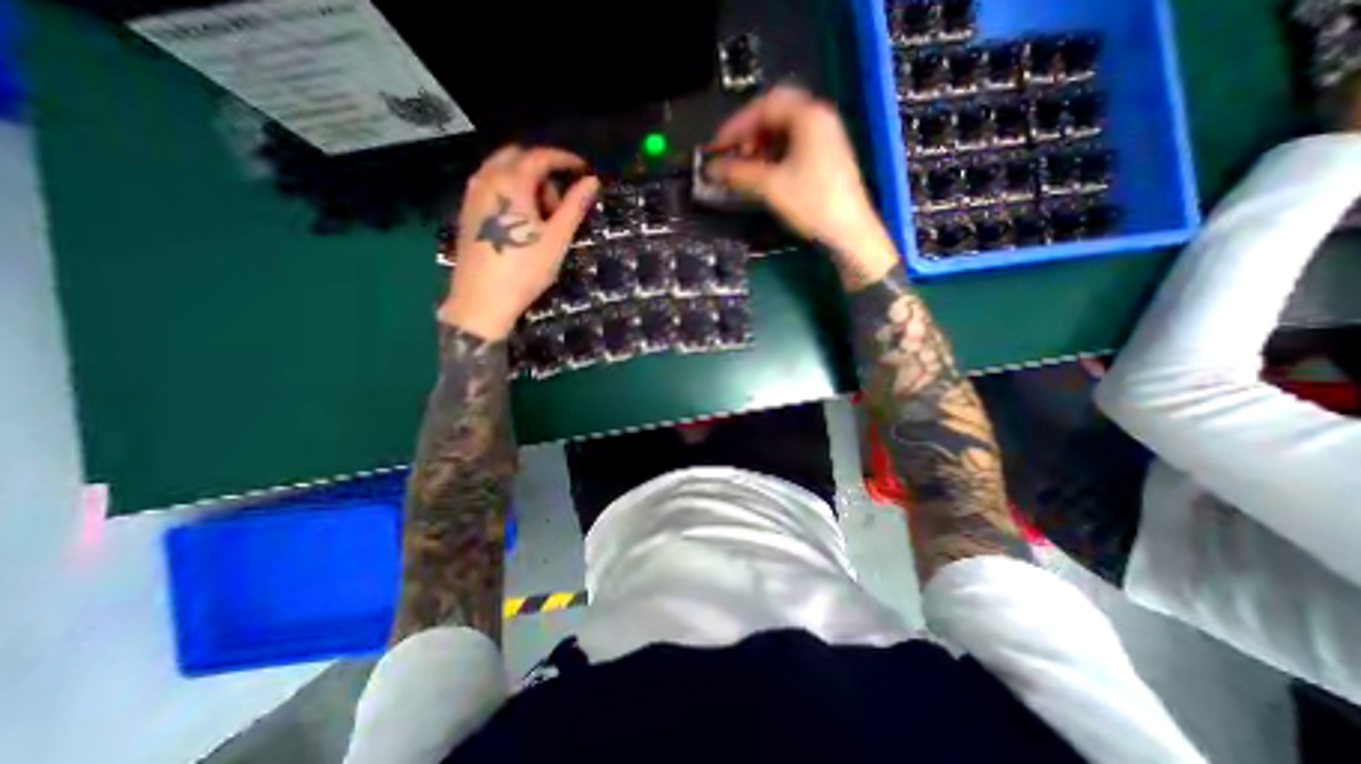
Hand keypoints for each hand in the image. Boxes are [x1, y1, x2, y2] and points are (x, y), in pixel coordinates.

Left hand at [441, 147, 598, 336]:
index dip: (564, 159)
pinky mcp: (467, 211)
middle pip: (518, 158)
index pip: (540, 156)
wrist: (482, 300)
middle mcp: (487, 179)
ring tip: (542, 217)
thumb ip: (574, 206)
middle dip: (543, 171)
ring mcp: (473, 195)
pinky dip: (511, 192)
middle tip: (560, 202)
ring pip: (503, 172)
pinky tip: (522, 222)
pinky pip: (492, 186)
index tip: (583, 169)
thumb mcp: (557, 239)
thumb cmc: (525, 269)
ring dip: (526, 182)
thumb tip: (592, 181)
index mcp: (511, 183)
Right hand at [708, 84, 901, 284]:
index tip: (717, 147)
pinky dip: (775, 155)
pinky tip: (765, 175)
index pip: (764, 106)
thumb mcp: (770, 186)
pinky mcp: (826, 157)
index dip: (736, 125)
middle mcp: (819, 118)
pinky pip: (794, 146)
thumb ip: (738, 173)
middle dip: (749, 133)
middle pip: (775, 114)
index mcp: (808, 115)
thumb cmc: (811, 203)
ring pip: (785, 131)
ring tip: (745, 168)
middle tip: (732, 154)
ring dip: (761, 145)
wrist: (849, 232)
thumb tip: (710, 169)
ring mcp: (826, 138)